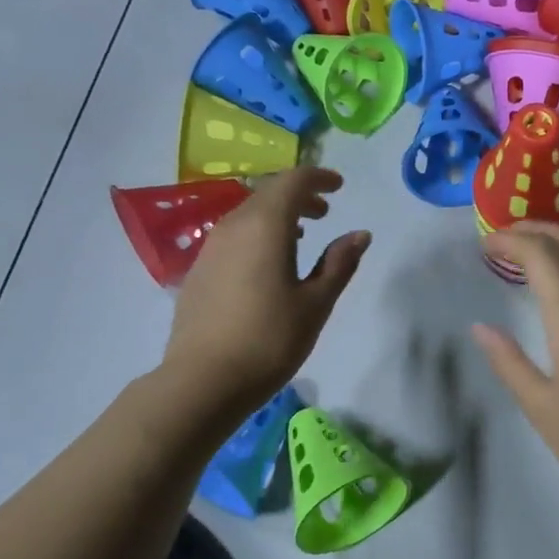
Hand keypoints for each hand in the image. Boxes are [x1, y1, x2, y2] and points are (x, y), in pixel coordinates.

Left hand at [158, 167, 369, 420]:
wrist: (204, 380)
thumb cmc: (270, 339)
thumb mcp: (316, 303)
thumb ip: (339, 264)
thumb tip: (360, 234)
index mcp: (265, 226)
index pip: (293, 182)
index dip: (318, 178)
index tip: (339, 187)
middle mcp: (233, 226)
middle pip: (267, 194)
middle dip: (299, 196)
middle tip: (325, 212)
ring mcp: (210, 248)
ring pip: (247, 215)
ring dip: (277, 216)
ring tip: (301, 237)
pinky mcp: (199, 271)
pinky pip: (233, 236)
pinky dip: (257, 235)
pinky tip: (268, 264)